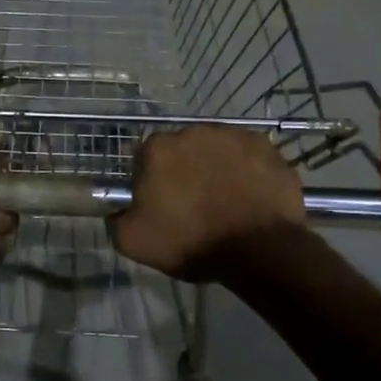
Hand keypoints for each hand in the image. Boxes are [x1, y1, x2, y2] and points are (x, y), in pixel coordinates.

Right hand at [112, 126, 306, 280]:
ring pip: (215, 149)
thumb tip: (118, 210)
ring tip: (226, 200)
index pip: (145, 159)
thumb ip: (116, 219)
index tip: (161, 205)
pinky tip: (250, 195)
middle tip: (193, 204)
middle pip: (181, 150)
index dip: (150, 182)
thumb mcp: (135, 242)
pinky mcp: (264, 145)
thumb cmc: (193, 242)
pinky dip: (246, 170)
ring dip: (215, 167)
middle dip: (184, 170)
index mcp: (158, 149)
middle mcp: (193, 131)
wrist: (260, 249)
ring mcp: (232, 135)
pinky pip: (247, 155)